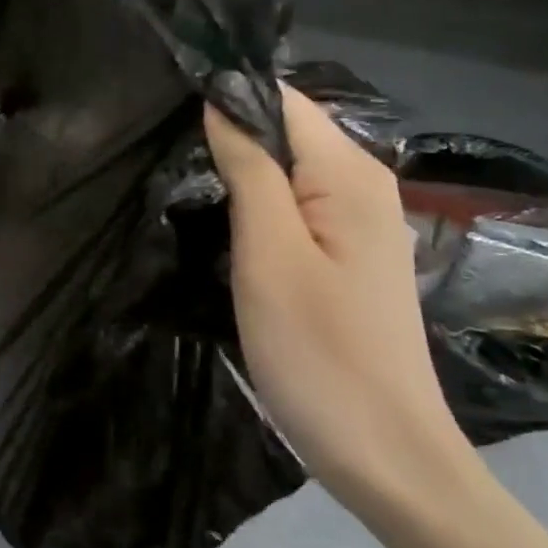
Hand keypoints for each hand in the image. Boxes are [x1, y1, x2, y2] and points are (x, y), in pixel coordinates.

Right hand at [205, 88, 476, 513]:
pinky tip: (222, 218)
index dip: (227, 94)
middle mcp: (363, 184)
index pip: (282, 99)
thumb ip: (249, 169)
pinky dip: (256, 202)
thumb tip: (222, 101)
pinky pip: (295, 204)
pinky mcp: (347, 255)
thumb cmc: (319, 352)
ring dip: (237, 169)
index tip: (167, 105)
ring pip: (287, 169)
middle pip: (286, 131)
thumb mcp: (269, 254)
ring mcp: (359, 222)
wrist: (385, 453)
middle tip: (162, 149)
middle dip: (228, 131)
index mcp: (348, 174)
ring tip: (179, 177)